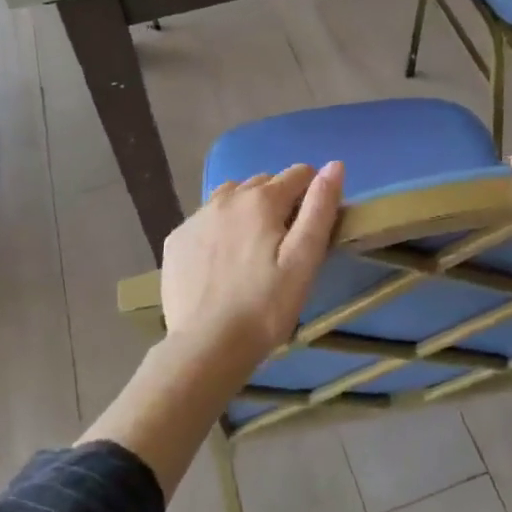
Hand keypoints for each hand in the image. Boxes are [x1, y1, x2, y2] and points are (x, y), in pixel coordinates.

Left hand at [160, 161, 344, 367]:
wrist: (207, 346)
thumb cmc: (266, 306)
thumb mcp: (304, 259)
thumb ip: (320, 208)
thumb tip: (335, 164)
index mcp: (261, 200)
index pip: (299, 174)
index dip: (312, 193)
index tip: (313, 225)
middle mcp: (226, 198)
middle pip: (263, 183)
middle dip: (279, 201)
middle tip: (284, 242)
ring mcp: (197, 217)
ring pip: (230, 197)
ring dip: (246, 209)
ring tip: (252, 248)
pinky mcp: (176, 240)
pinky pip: (205, 220)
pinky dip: (219, 229)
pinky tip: (222, 262)